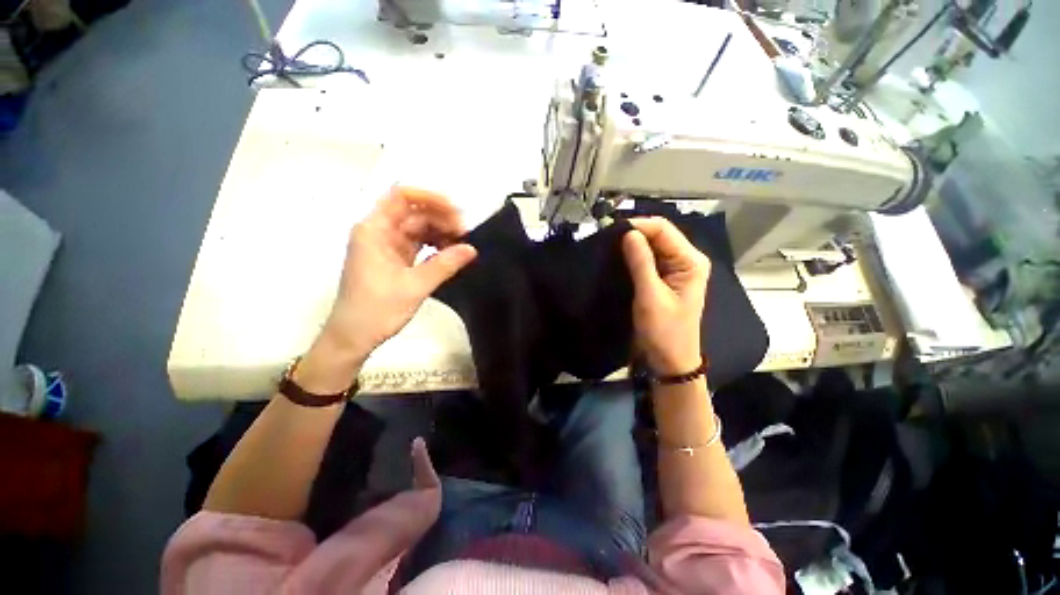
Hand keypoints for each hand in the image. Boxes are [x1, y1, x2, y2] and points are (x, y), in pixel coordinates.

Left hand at [300, 188, 476, 390]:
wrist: (354, 337)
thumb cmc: (377, 310)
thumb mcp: (415, 286)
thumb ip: (444, 265)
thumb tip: (472, 249)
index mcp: (374, 230)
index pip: (401, 197)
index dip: (429, 198)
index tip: (455, 211)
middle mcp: (379, 232)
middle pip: (413, 212)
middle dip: (441, 218)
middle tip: (465, 234)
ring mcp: (387, 246)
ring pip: (418, 228)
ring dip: (440, 233)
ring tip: (461, 244)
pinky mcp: (395, 259)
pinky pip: (418, 244)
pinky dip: (434, 246)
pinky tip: (450, 253)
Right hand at [621, 217, 710, 374]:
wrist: (669, 360)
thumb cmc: (664, 332)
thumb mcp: (650, 297)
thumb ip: (641, 263)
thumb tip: (628, 233)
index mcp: (690, 261)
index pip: (663, 230)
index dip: (638, 225)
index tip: (611, 230)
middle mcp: (686, 260)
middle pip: (659, 235)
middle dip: (634, 234)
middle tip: (606, 238)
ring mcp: (675, 269)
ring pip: (652, 247)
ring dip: (632, 245)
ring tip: (608, 246)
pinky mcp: (664, 279)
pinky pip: (648, 260)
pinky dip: (633, 257)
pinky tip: (618, 258)